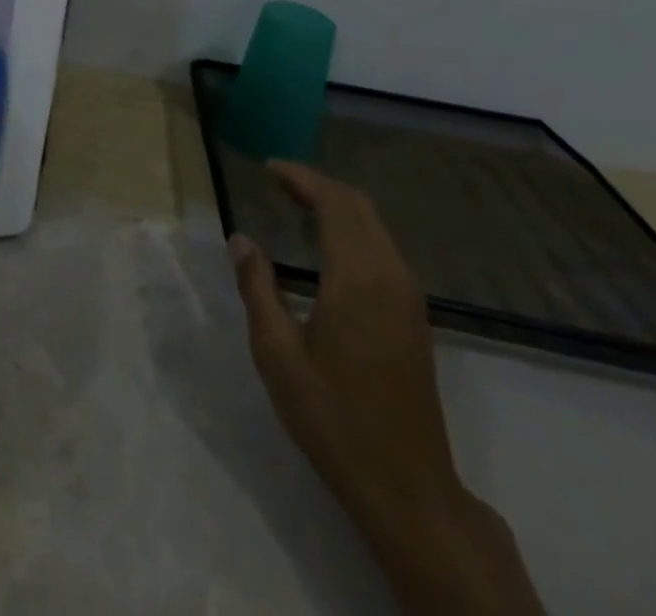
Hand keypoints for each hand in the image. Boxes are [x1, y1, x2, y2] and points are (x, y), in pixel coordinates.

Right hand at [231, 163, 542, 615]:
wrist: (407, 486)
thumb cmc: (333, 417)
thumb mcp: (277, 354)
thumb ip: (257, 288)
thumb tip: (241, 239)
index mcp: (357, 279)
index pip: (334, 203)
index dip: (302, 178)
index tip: (268, 168)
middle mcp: (390, 276)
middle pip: (359, 206)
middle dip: (319, 184)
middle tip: (278, 181)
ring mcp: (409, 296)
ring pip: (376, 226)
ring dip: (338, 205)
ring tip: (297, 204)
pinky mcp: (415, 316)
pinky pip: (384, 248)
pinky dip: (355, 228)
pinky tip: (329, 243)